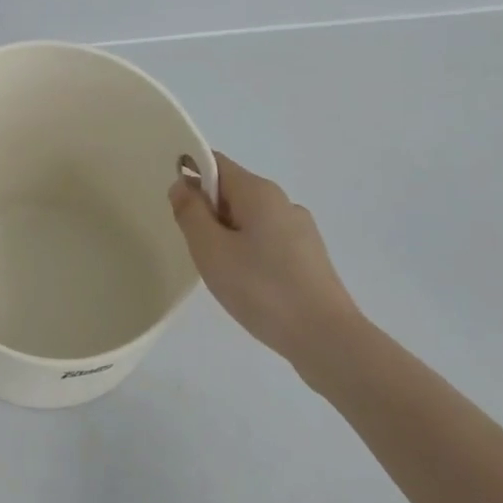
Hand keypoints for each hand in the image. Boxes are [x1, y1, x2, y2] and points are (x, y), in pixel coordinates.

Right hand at [169, 153, 360, 359]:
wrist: (326, 338)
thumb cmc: (261, 288)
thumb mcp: (210, 250)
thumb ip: (190, 212)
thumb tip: (183, 185)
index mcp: (259, 192)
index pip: (216, 164)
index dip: (190, 176)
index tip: (177, 209)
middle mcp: (283, 202)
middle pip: (232, 192)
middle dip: (207, 213)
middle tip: (196, 249)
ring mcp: (301, 230)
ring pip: (249, 219)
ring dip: (226, 236)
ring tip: (221, 273)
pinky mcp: (309, 257)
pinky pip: (266, 241)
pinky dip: (248, 253)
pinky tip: (247, 285)